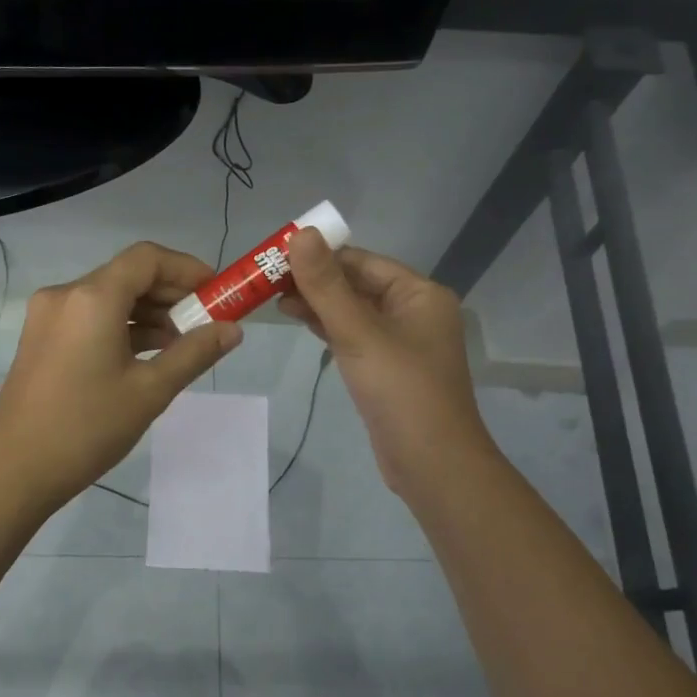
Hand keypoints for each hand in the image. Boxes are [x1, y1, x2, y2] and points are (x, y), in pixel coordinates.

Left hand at [0, 241, 240, 511]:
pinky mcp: (41, 337)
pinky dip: (121, 326)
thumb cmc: (87, 428)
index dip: (187, 268)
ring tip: (181, 344)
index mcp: (92, 298)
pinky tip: (146, 354)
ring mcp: (48, 316)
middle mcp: (66, 295)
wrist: (16, 470)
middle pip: (127, 275)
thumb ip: (194, 353)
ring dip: (147, 312)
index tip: (216, 292)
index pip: (147, 258)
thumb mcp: (150, 391)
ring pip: (108, 297)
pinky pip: (89, 317)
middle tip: (206, 322)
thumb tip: (233, 330)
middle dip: (170, 293)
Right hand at [280, 230, 493, 497]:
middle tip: (265, 278)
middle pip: (356, 283)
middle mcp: (414, 311)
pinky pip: (354, 335)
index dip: (319, 254)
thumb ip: (326, 285)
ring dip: (317, 302)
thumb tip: (301, 233)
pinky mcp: (387, 367)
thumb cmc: (400, 391)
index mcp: (419, 294)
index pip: (361, 261)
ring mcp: (401, 341)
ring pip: (352, 310)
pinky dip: (327, 326)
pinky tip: (298, 320)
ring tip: (272, 297)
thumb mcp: (358, 333)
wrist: (431, 463)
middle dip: (314, 279)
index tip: (275, 254)